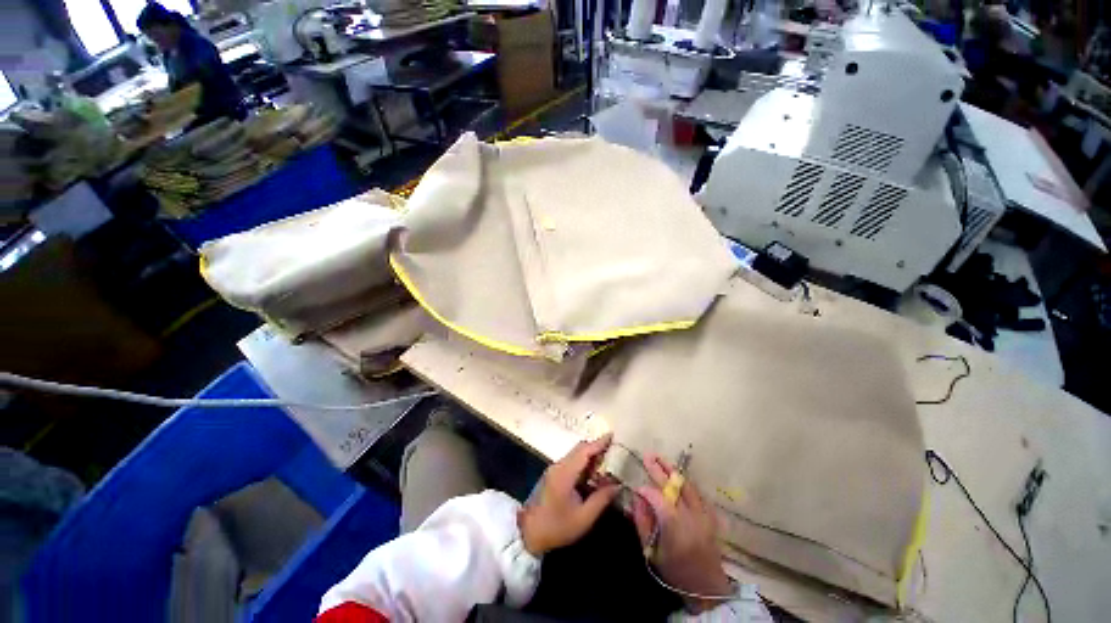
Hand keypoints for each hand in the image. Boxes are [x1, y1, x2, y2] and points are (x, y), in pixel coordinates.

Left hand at [519, 434, 618, 555]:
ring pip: (575, 455)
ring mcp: (554, 469)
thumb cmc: (557, 527)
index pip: (584, 451)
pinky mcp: (553, 475)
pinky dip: (583, 463)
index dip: (599, 443)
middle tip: (614, 450)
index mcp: (565, 473)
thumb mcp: (583, 518)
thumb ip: (601, 499)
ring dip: (590, 455)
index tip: (612, 436)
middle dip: (596, 447)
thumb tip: (617, 485)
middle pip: (579, 449)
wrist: (528, 535)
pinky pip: (571, 462)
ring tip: (607, 462)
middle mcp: (558, 466)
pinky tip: (593, 473)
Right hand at [631, 453, 733, 612]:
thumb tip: (637, 497)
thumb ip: (642, 522)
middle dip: (659, 469)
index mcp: (674, 527)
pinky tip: (678, 477)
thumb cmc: (675, 571)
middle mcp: (691, 516)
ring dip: (673, 471)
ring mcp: (704, 514)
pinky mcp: (711, 516)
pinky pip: (697, 492)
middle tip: (648, 455)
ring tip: (661, 459)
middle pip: (674, 486)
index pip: (657, 497)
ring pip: (688, 485)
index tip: (637, 487)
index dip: (645, 490)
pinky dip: (686, 483)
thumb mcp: (652, 551)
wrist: (707, 588)